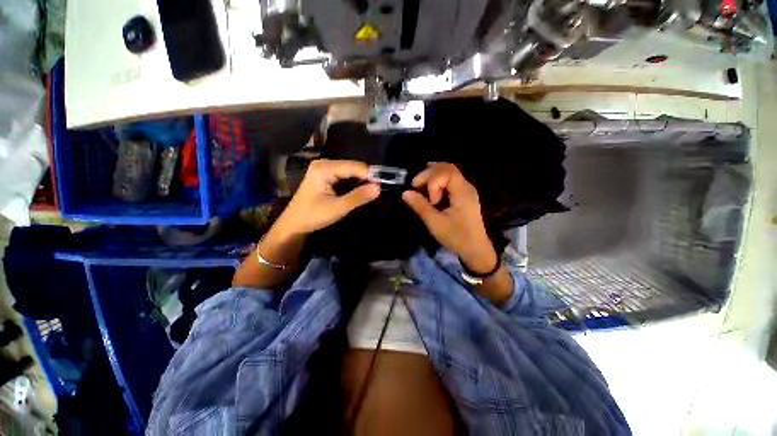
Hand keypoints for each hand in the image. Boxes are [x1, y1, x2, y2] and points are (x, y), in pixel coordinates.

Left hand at [275, 159, 380, 235]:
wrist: (294, 224)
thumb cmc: (313, 216)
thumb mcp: (338, 208)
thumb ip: (358, 197)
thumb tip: (379, 188)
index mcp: (324, 168)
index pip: (354, 167)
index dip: (370, 175)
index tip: (383, 186)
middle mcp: (324, 164)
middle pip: (353, 167)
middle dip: (366, 178)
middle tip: (379, 191)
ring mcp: (325, 169)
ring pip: (350, 172)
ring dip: (361, 181)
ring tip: (372, 192)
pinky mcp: (326, 176)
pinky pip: (345, 176)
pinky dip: (354, 184)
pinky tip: (361, 191)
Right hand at [402, 163, 497, 273]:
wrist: (475, 249)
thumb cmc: (457, 237)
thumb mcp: (436, 224)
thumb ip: (421, 206)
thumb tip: (405, 193)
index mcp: (463, 192)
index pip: (447, 171)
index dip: (432, 181)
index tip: (430, 200)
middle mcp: (466, 186)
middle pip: (447, 168)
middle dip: (429, 174)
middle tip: (416, 186)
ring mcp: (465, 190)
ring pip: (448, 172)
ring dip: (432, 176)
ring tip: (420, 186)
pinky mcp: (463, 195)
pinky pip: (449, 180)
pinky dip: (437, 181)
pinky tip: (429, 189)